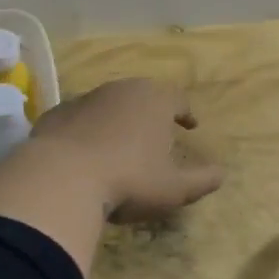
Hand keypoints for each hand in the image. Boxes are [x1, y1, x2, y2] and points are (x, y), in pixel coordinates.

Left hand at [32, 78, 224, 221]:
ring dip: (118, 120)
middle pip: (143, 96)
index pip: (178, 99)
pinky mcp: (56, 114)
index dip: (185, 112)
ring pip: (109, 104)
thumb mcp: (174, 188)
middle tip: (157, 132)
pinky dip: (87, 131)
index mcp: (155, 100)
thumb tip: (221, 174)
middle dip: (151, 112)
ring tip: (120, 144)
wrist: (60, 178)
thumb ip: (202, 180)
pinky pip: (79, 119)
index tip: (190, 125)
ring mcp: (85, 99)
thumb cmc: (129, 180)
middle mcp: (121, 90)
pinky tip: (85, 153)